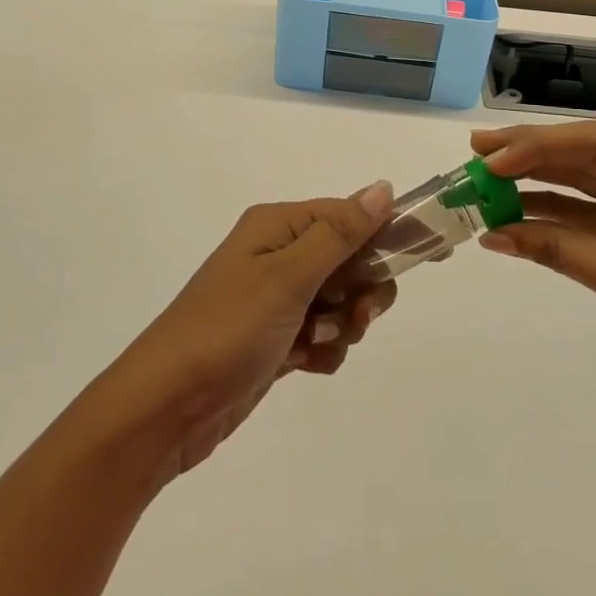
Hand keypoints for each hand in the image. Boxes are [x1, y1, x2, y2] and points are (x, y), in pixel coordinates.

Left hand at [72, 182, 398, 486]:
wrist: (165, 409)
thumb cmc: (227, 330)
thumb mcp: (287, 277)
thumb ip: (340, 233)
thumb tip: (383, 187)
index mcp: (277, 227)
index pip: (349, 214)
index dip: (388, 232)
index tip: (430, 254)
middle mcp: (278, 255)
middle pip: (350, 259)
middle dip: (361, 289)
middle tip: (354, 313)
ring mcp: (276, 299)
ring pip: (341, 301)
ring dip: (342, 324)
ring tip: (318, 343)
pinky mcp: (276, 339)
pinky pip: (322, 335)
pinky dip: (323, 350)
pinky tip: (304, 364)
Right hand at [469, 122, 595, 396]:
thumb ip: (560, 250)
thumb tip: (493, 235)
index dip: (540, 148)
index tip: (491, 158)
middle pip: (591, 155)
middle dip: (533, 156)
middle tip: (478, 154)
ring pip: (590, 182)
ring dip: (540, 185)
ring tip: (487, 182)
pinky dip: (559, 218)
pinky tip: (518, 218)